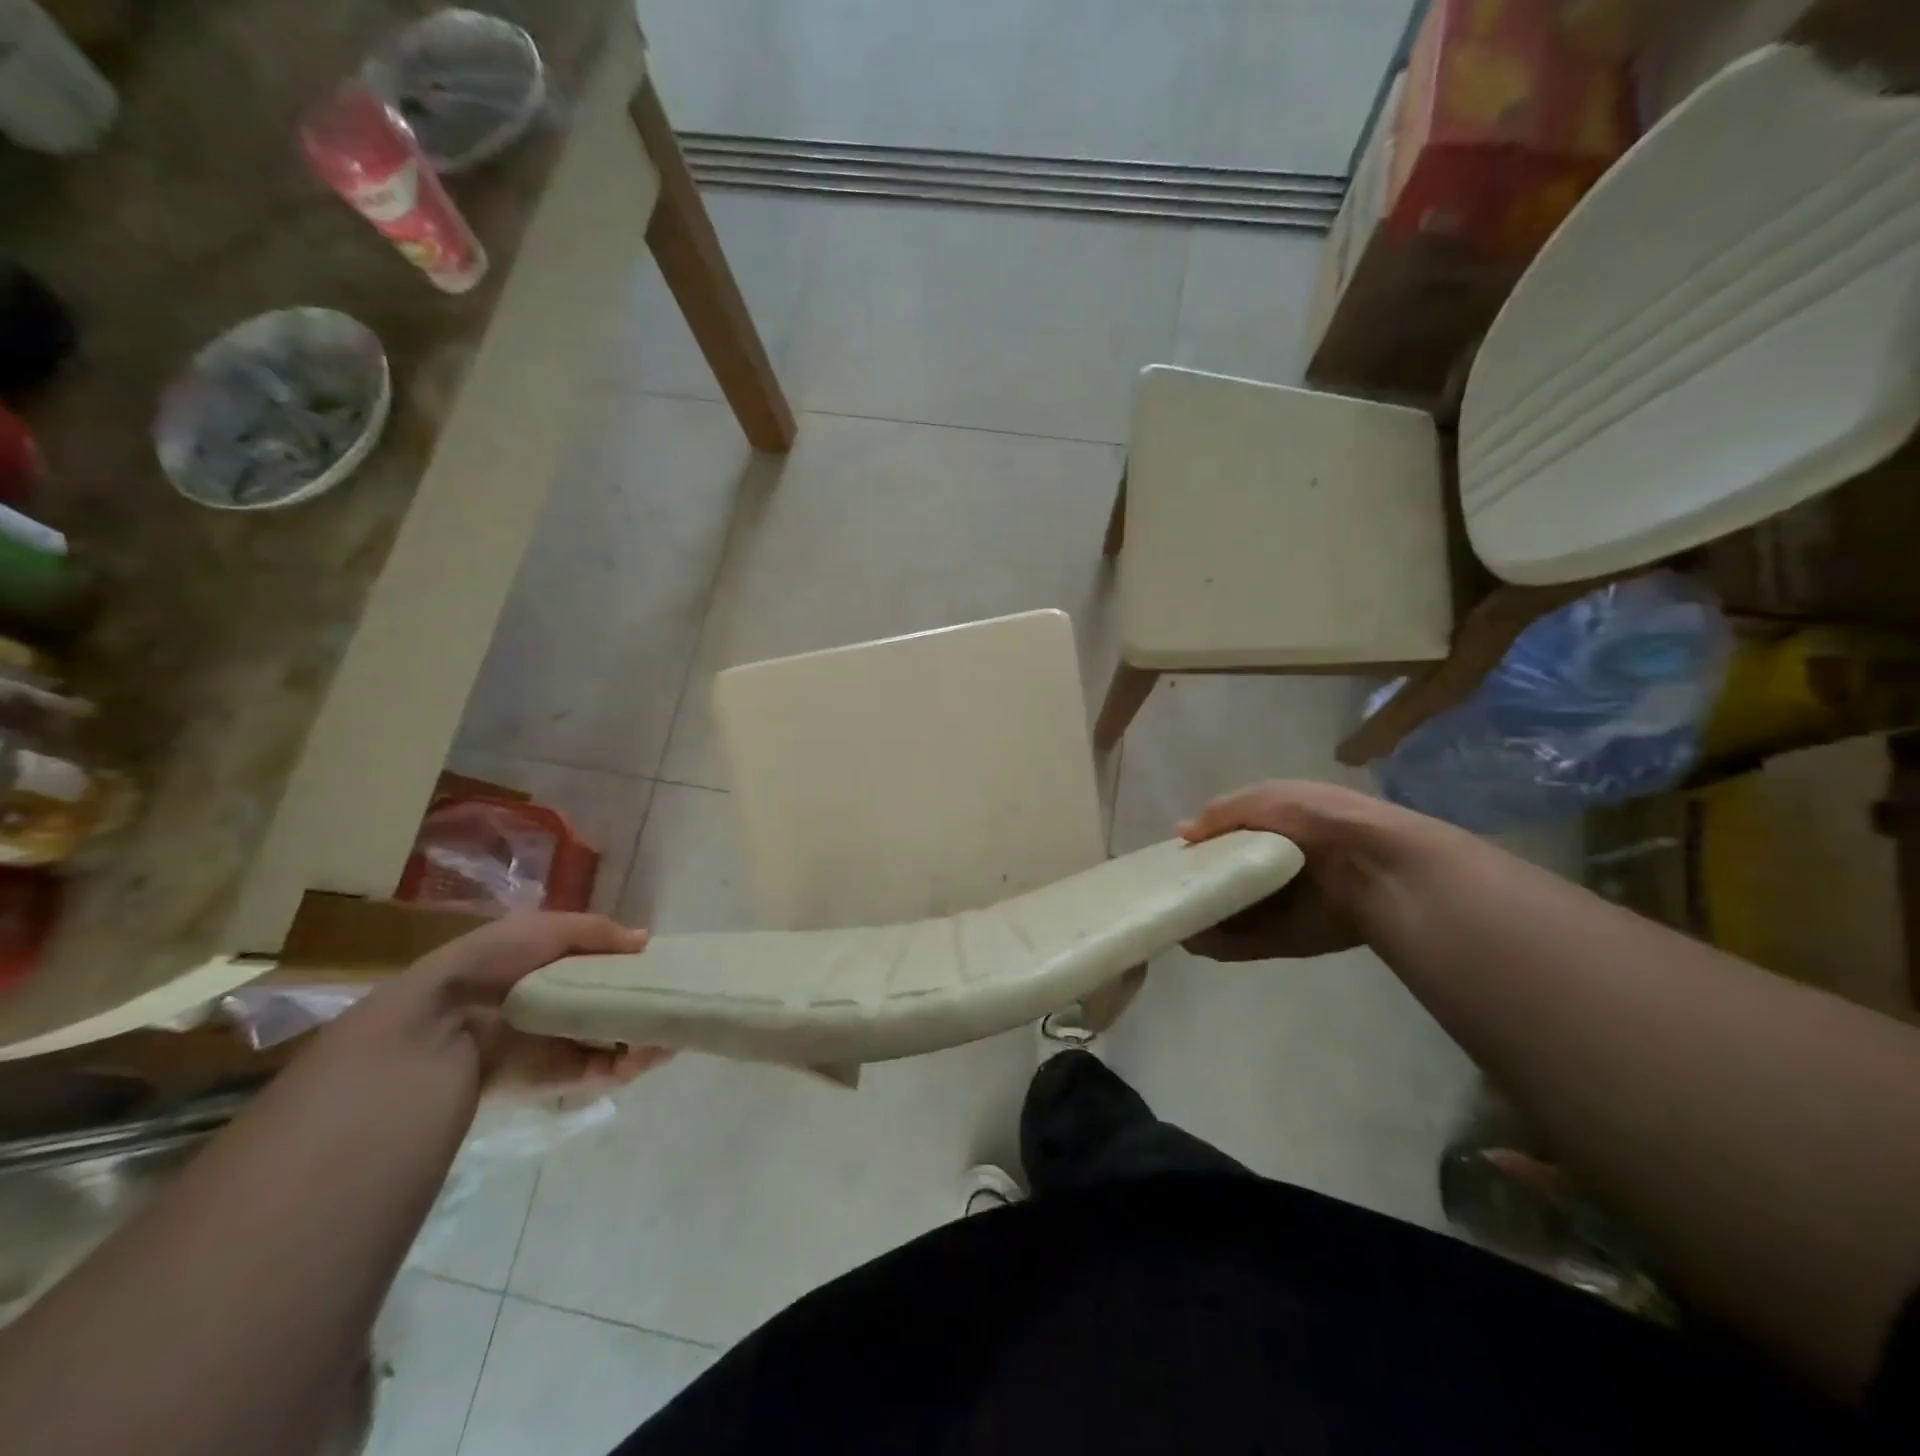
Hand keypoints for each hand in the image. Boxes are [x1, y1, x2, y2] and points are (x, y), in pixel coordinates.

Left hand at [405, 911, 673, 1091]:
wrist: (440, 1025)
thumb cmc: (492, 964)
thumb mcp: (546, 928)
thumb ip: (598, 932)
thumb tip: (646, 941)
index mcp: (556, 969)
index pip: (607, 968)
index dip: (637, 967)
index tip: (667, 966)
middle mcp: (564, 1006)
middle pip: (619, 1006)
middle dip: (650, 1004)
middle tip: (679, 1000)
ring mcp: (565, 1044)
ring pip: (620, 1041)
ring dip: (650, 1035)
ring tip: (675, 1029)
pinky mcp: (563, 1078)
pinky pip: (608, 1071)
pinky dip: (635, 1063)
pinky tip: (656, 1050)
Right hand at [1178, 781, 1397, 960]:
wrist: (1378, 870)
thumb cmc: (1321, 821)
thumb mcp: (1267, 799)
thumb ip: (1221, 813)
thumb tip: (1181, 834)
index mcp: (1274, 830)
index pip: (1226, 840)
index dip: (1200, 846)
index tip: (1172, 855)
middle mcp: (1273, 870)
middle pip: (1223, 878)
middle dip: (1195, 883)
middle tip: (1165, 887)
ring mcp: (1277, 908)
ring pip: (1226, 914)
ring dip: (1200, 916)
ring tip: (1168, 914)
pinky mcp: (1282, 940)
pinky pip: (1240, 944)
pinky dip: (1214, 944)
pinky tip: (1189, 937)